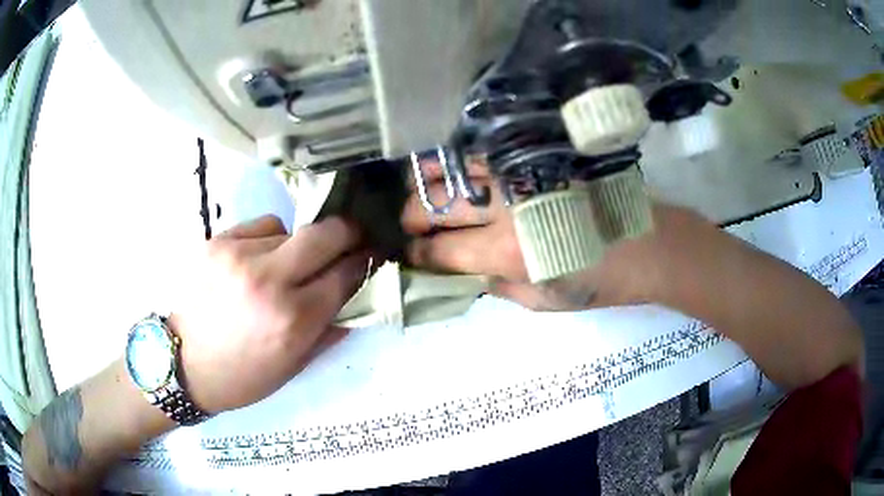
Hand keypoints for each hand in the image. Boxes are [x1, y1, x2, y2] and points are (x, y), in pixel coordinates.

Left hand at [170, 215, 368, 412]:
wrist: (184, 364)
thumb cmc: (243, 376)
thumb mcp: (294, 367)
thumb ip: (329, 329)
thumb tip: (356, 297)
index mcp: (293, 320)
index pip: (345, 274)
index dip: (364, 261)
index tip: (372, 255)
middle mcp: (269, 280)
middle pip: (326, 233)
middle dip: (347, 232)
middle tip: (351, 237)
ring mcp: (239, 255)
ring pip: (290, 228)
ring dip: (299, 244)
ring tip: (286, 264)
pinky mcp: (218, 242)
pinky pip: (261, 226)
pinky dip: (270, 239)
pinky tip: (258, 259)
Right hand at [402, 160, 668, 310]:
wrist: (647, 243)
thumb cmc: (599, 281)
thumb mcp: (544, 301)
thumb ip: (498, 286)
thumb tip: (464, 273)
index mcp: (506, 253)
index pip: (440, 251)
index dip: (418, 254)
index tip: (412, 255)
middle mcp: (504, 209)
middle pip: (434, 205)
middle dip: (412, 218)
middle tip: (412, 226)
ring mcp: (518, 175)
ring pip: (451, 169)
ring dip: (426, 183)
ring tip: (421, 193)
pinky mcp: (534, 157)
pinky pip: (483, 152)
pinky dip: (457, 160)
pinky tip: (450, 168)